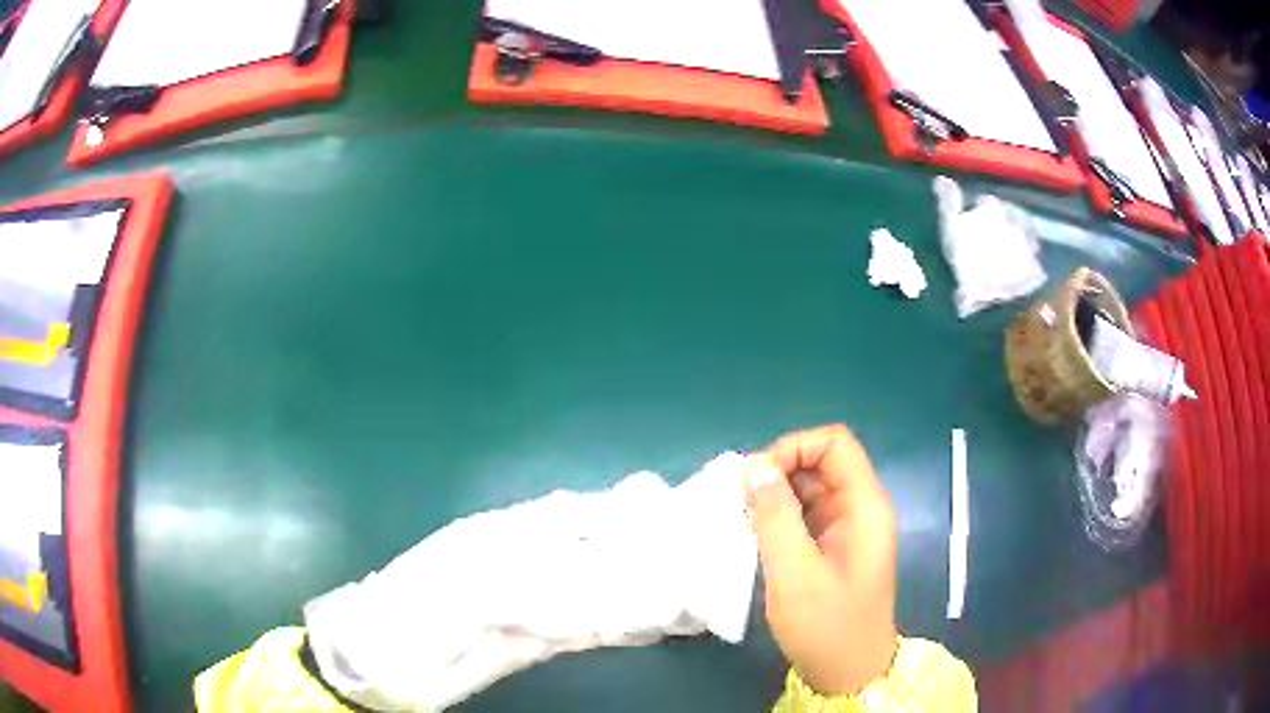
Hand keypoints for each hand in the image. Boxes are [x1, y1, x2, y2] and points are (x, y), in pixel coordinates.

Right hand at [744, 425, 898, 695]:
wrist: (847, 674)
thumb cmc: (827, 627)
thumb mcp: (795, 574)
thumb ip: (775, 517)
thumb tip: (752, 464)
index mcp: (864, 506)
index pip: (834, 444)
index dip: (794, 448)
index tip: (756, 480)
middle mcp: (860, 508)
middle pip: (821, 462)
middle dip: (779, 472)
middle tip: (741, 503)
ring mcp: (847, 528)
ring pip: (809, 487)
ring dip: (775, 496)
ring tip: (743, 520)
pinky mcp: (832, 546)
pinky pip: (805, 514)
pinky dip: (778, 517)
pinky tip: (756, 536)